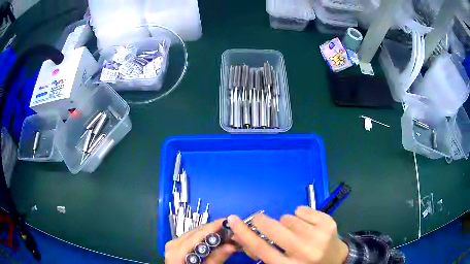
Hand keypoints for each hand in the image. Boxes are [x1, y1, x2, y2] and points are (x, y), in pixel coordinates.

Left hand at [165, 219, 236, 263]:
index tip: (229, 221)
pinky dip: (202, 239)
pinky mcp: (175, 247)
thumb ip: (215, 259)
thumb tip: (231, 246)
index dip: (214, 226)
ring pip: (193, 234)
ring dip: (209, 234)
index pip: (199, 233)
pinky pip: (190, 239)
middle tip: (230, 230)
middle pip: (196, 232)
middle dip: (214, 230)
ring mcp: (173, 244)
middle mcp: (173, 243)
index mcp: (177, 250)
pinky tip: (212, 241)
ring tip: (224, 235)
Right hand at [227, 206, 348, 263]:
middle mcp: (304, 252)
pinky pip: (301, 210)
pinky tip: (306, 225)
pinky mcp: (328, 223)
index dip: (244, 233)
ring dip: (285, 223)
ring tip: (294, 232)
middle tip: (260, 220)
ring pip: (287, 217)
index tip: (233, 219)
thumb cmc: (304, 263)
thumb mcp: (281, 263)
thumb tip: (240, 235)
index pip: (261, 248)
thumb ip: (261, 251)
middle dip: (262, 221)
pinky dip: (299, 215)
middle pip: (274, 228)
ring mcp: (319, 236)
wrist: (336, 259)